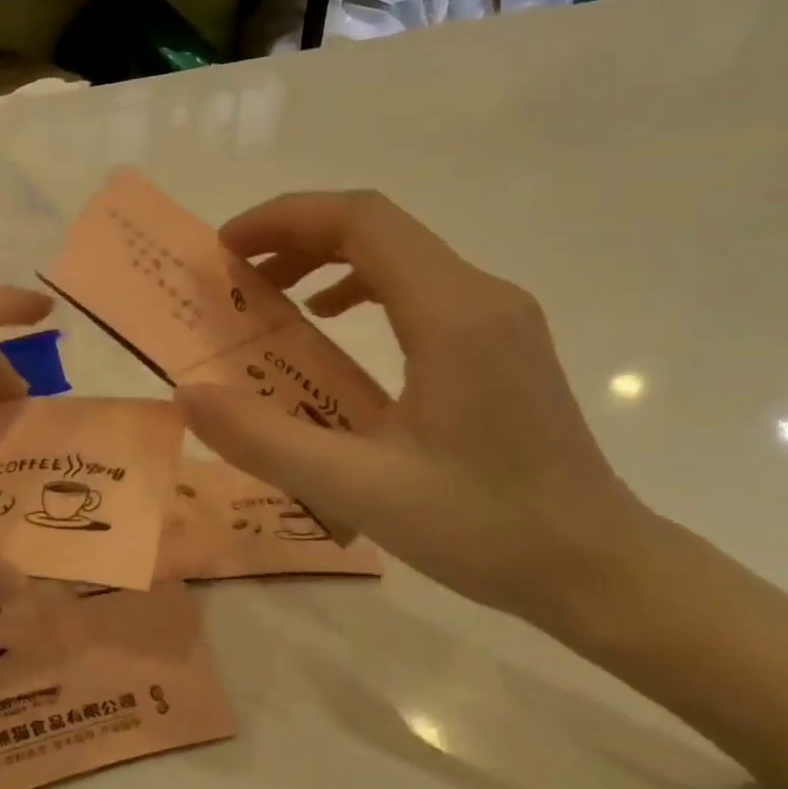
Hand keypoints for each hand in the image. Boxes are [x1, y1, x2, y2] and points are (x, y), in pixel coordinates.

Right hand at [176, 191, 650, 624]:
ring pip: (399, 253)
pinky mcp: (499, 342)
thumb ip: (264, 440)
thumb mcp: (359, 489)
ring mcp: (497, 317)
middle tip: (232, 272)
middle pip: (378, 227)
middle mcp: (481, 295)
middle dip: (295, 235)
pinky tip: (329, 326)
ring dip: (325, 258)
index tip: (224, 248)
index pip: (361, 220)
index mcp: (452, 314)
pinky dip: (359, 287)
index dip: (284, 219)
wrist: (599, 569)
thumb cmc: (485, 528)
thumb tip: (188, 395)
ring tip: (268, 295)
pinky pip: (418, 288)